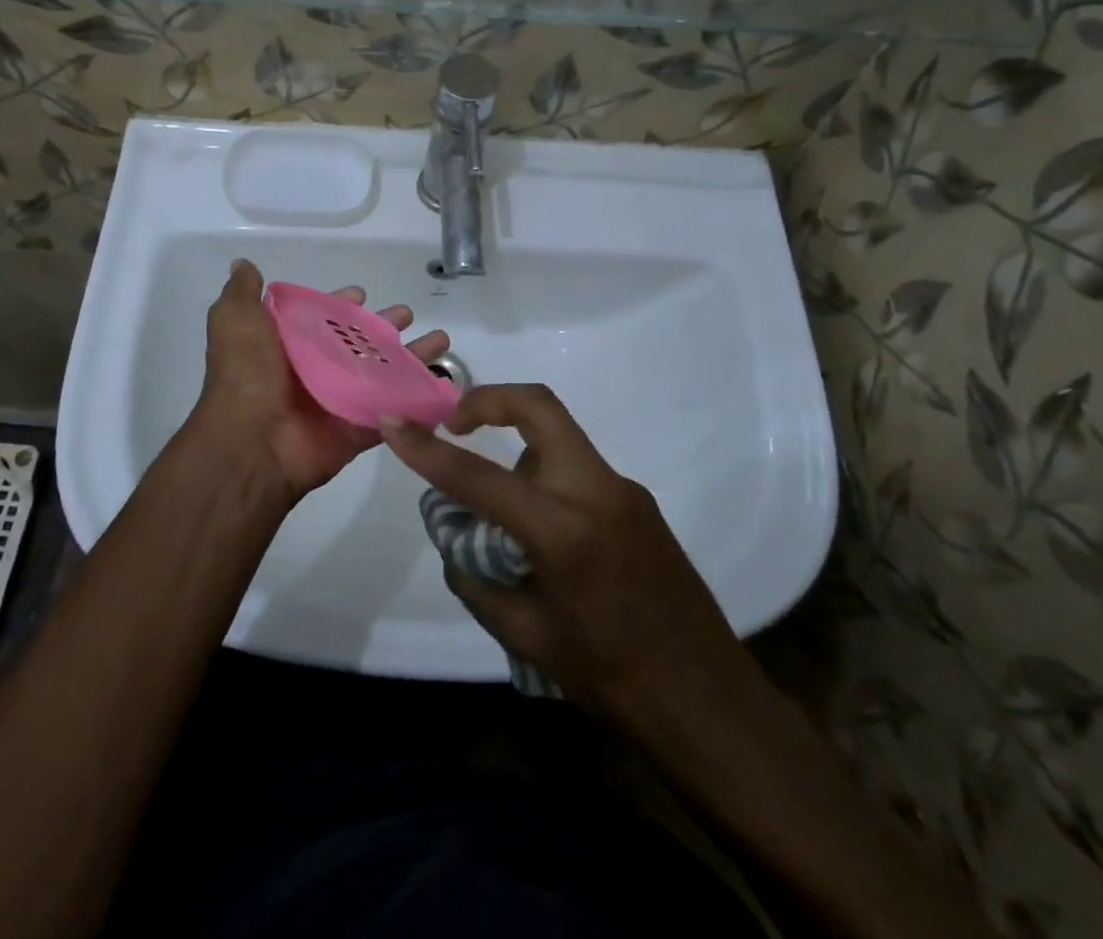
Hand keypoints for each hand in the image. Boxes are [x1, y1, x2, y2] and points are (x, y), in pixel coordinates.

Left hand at [194, 259, 449, 503]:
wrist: (253, 442)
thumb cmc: (247, 374)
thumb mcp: (235, 321)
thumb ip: (242, 292)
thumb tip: (243, 264)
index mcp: (289, 345)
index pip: (323, 317)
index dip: (342, 304)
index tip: (361, 294)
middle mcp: (316, 369)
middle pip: (360, 343)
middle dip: (386, 327)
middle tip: (408, 314)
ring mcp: (341, 399)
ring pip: (385, 373)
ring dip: (414, 358)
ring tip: (441, 341)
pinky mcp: (360, 427)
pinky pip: (395, 411)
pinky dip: (419, 400)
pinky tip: (445, 384)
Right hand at [380, 384, 759, 728]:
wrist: (708, 703)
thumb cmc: (611, 679)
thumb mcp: (526, 636)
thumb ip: (476, 576)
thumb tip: (455, 533)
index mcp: (563, 531)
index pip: (478, 477)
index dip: (427, 450)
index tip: (393, 423)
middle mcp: (596, 492)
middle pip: (539, 406)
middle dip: (489, 399)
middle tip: (456, 421)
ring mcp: (624, 490)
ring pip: (558, 439)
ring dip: (519, 451)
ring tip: (501, 513)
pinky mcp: (639, 501)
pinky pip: (578, 470)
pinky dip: (546, 480)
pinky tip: (545, 537)